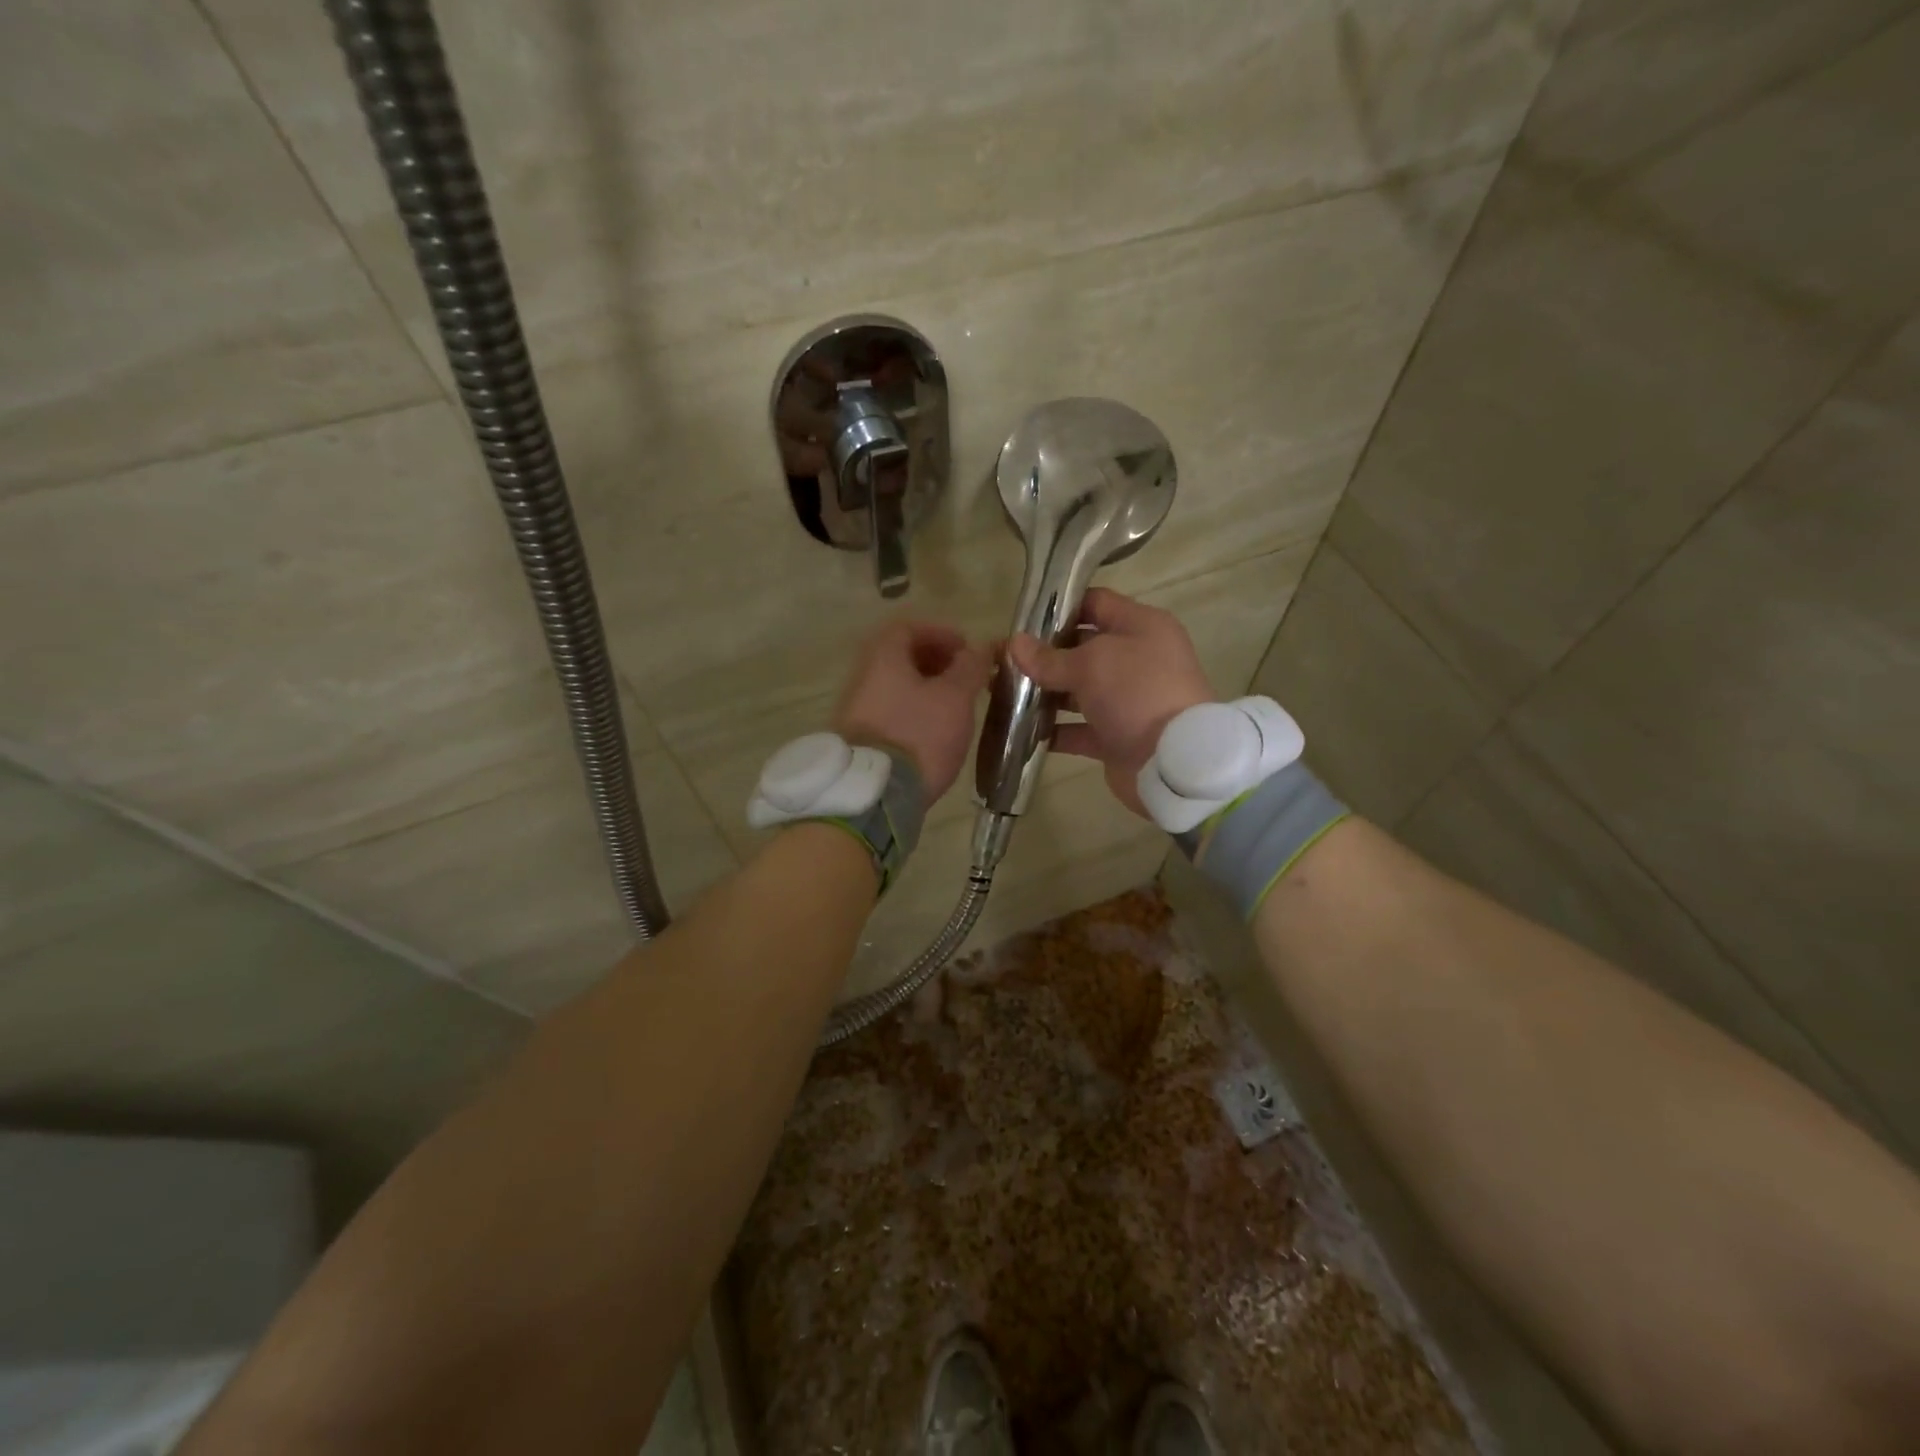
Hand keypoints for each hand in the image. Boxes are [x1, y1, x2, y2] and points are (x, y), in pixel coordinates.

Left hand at [835, 621, 992, 800]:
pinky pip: (890, 711)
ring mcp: (856, 709)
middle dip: (937, 662)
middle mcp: (863, 676)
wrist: (875, 795)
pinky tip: (934, 730)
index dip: (942, 633)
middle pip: (900, 656)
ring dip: (927, 688)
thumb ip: (970, 667)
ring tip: (956, 706)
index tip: (968, 650)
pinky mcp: (860, 738)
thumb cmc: (919, 735)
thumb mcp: (955, 697)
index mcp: (882, 656)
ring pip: (896, 685)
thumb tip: (980, 648)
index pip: (909, 627)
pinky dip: (914, 710)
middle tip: (965, 678)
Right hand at [1008, 588, 1213, 816]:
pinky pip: (1079, 729)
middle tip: (1006, 660)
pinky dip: (1054, 730)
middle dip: (1044, 654)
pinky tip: (1021, 729)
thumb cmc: (1136, 693)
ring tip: (1005, 694)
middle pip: (1083, 648)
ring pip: (1078, 690)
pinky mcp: (1117, 736)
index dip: (1060, 608)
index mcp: (1141, 627)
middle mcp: (1137, 659)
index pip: (1096, 603)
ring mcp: (1128, 700)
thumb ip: (1048, 657)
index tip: (1022, 620)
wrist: (1172, 762)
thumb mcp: (1090, 665)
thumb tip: (1013, 644)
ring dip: (1045, 693)